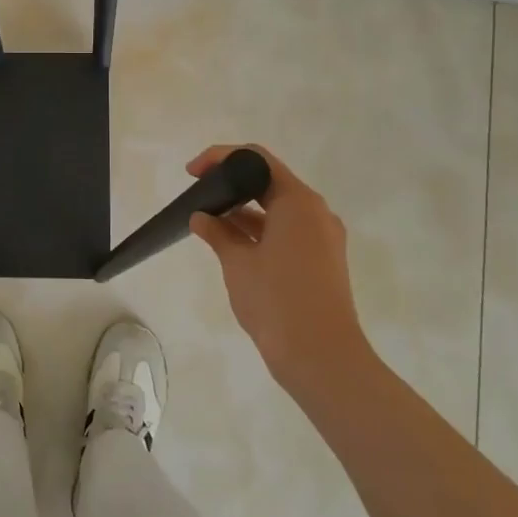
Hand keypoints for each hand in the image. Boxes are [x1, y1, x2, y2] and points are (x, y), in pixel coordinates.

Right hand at [186, 144, 372, 395]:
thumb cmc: (277, 301)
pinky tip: (232, 244)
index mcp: (298, 202)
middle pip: (269, 182)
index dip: (221, 158)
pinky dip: (260, 231)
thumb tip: (201, 217)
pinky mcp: (323, 260)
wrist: (322, 358)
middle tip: (198, 195)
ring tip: (209, 222)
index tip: (193, 172)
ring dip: (244, 210)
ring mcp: (323, 237)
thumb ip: (217, 233)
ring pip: (278, 209)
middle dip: (232, 184)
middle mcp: (316, 212)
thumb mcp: (238, 263)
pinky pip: (288, 231)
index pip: (257, 159)